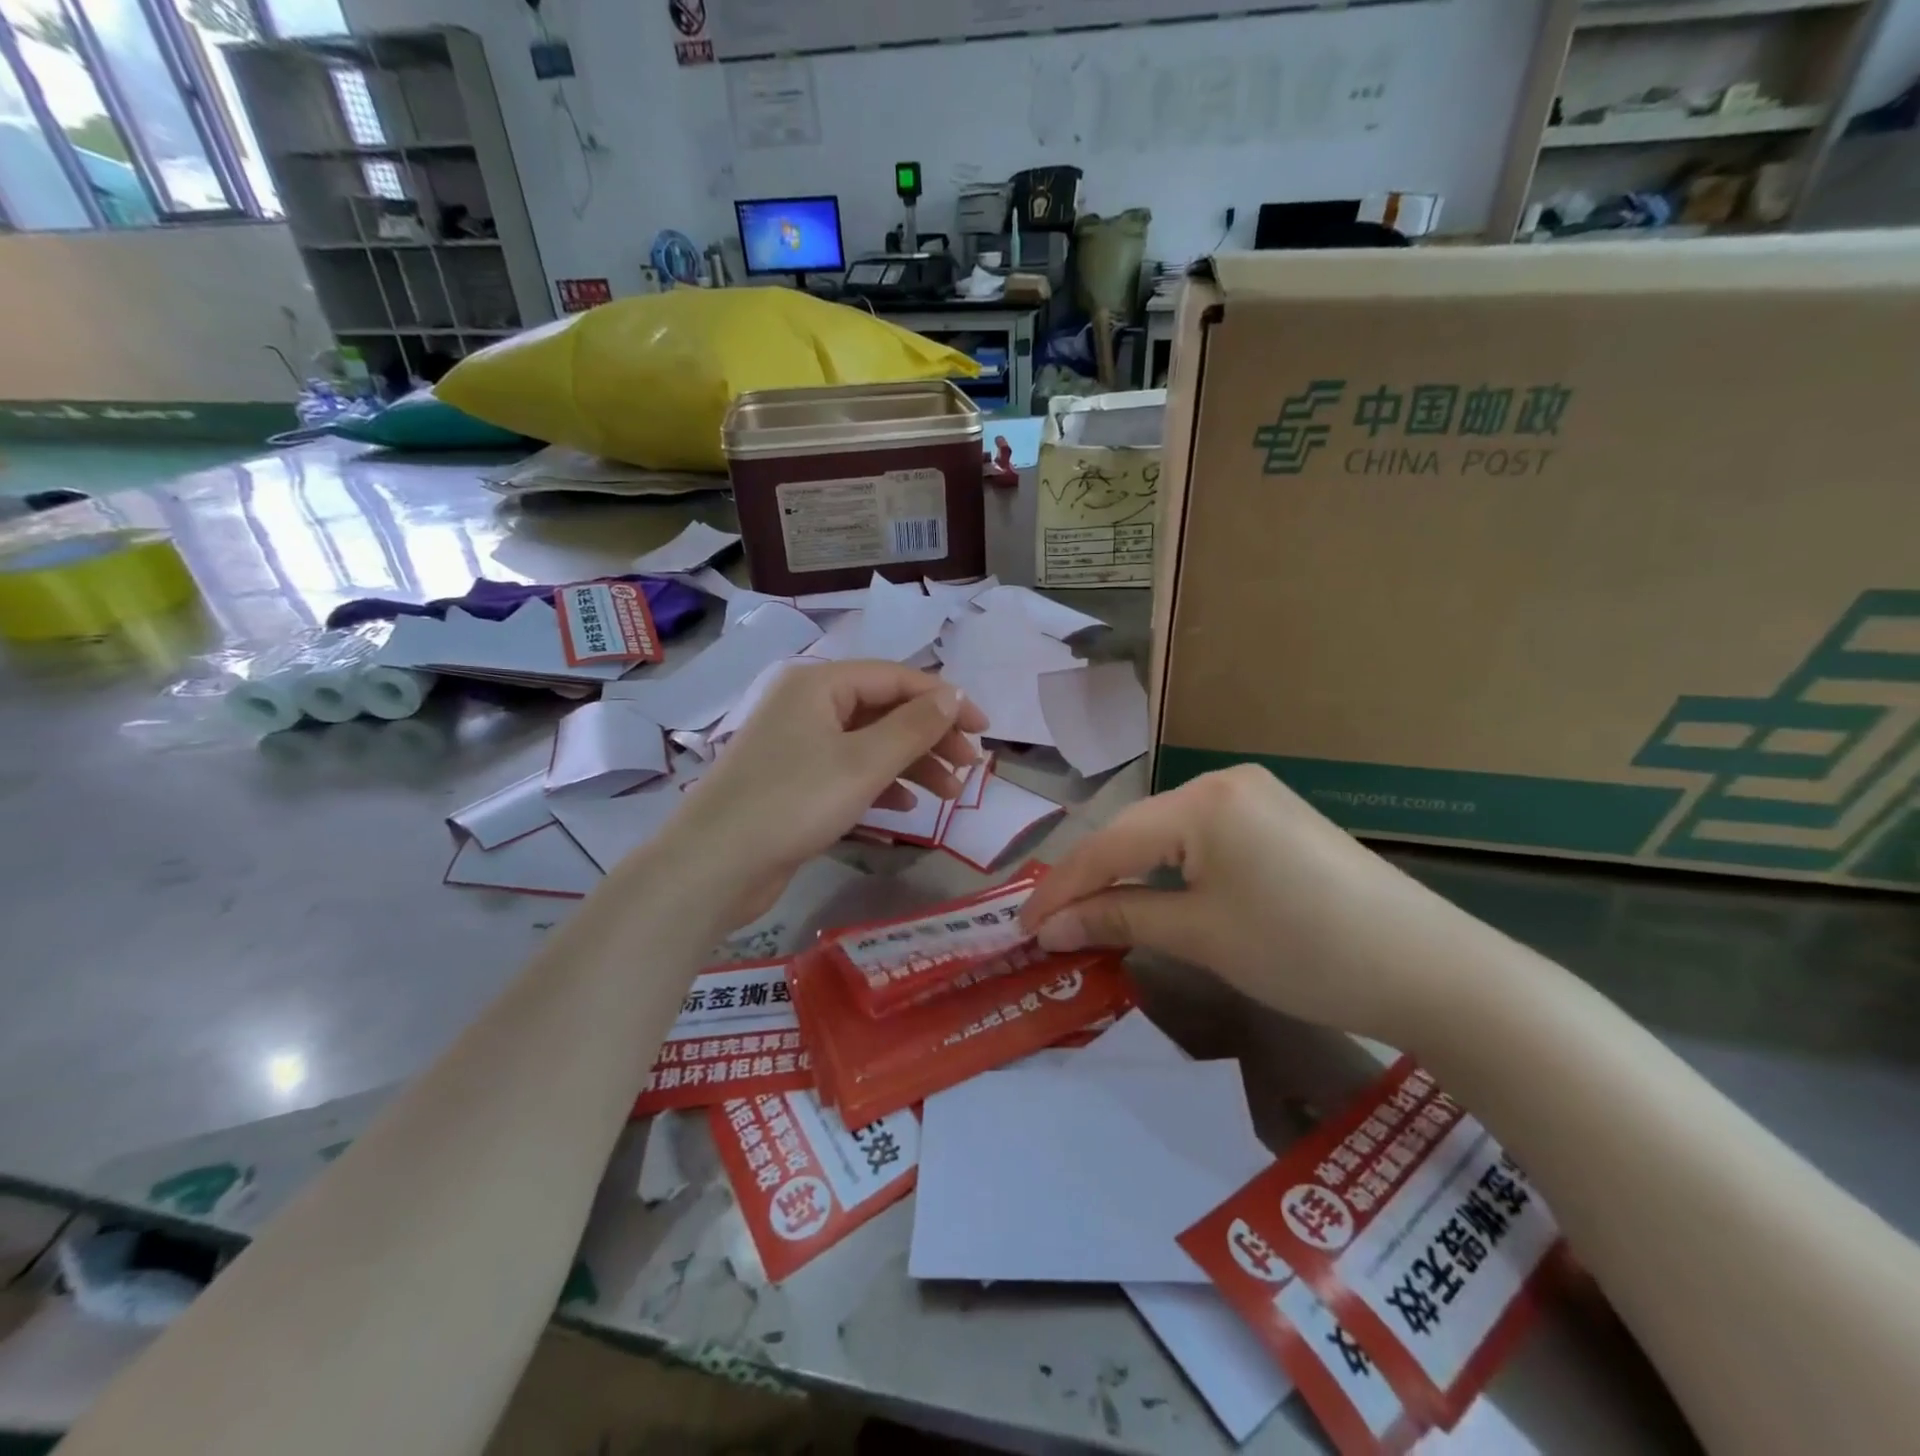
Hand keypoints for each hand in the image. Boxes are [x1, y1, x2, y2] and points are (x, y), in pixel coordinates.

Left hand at [657, 660, 988, 925]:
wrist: (715, 865)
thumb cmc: (794, 802)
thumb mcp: (864, 762)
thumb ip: (914, 726)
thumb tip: (953, 695)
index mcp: (820, 684)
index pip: (897, 678)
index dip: (945, 700)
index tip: (984, 730)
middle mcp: (808, 705)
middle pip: (885, 710)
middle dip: (931, 737)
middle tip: (969, 768)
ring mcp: (798, 744)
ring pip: (870, 743)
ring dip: (912, 764)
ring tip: (951, 795)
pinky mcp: (794, 781)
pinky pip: (850, 771)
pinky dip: (882, 785)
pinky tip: (907, 809)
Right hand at [1018, 764, 1448, 1041]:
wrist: (1430, 970)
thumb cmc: (1304, 950)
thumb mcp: (1201, 936)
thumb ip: (1119, 920)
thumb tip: (1051, 927)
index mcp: (1203, 801)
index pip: (1109, 844)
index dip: (1060, 888)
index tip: (1020, 927)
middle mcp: (1222, 783)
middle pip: (1132, 832)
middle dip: (1088, 881)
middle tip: (1048, 925)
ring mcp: (1252, 797)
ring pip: (1162, 836)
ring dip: (1124, 876)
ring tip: (1086, 915)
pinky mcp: (1273, 820)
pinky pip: (1197, 841)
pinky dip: (1164, 872)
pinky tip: (1148, 896)